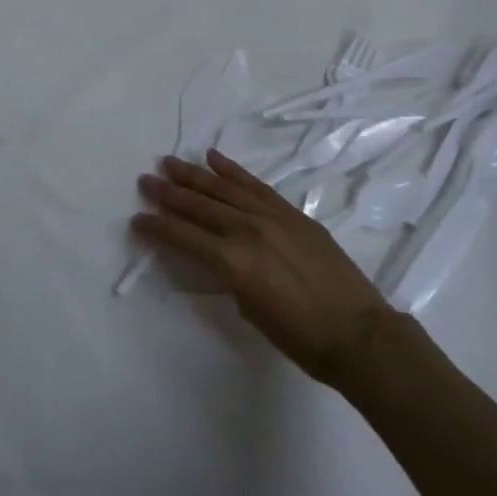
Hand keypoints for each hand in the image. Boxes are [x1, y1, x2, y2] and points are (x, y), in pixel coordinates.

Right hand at [134, 150, 394, 386]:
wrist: (358, 333)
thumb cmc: (300, 337)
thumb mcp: (250, 310)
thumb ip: (227, 276)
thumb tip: (214, 256)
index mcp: (231, 261)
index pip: (182, 237)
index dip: (157, 227)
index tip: (138, 219)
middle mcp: (245, 230)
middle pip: (197, 206)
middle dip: (167, 194)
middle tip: (145, 181)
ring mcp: (270, 216)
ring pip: (222, 188)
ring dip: (193, 175)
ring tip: (170, 162)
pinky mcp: (290, 212)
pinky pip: (255, 184)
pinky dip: (232, 170)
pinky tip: (213, 158)